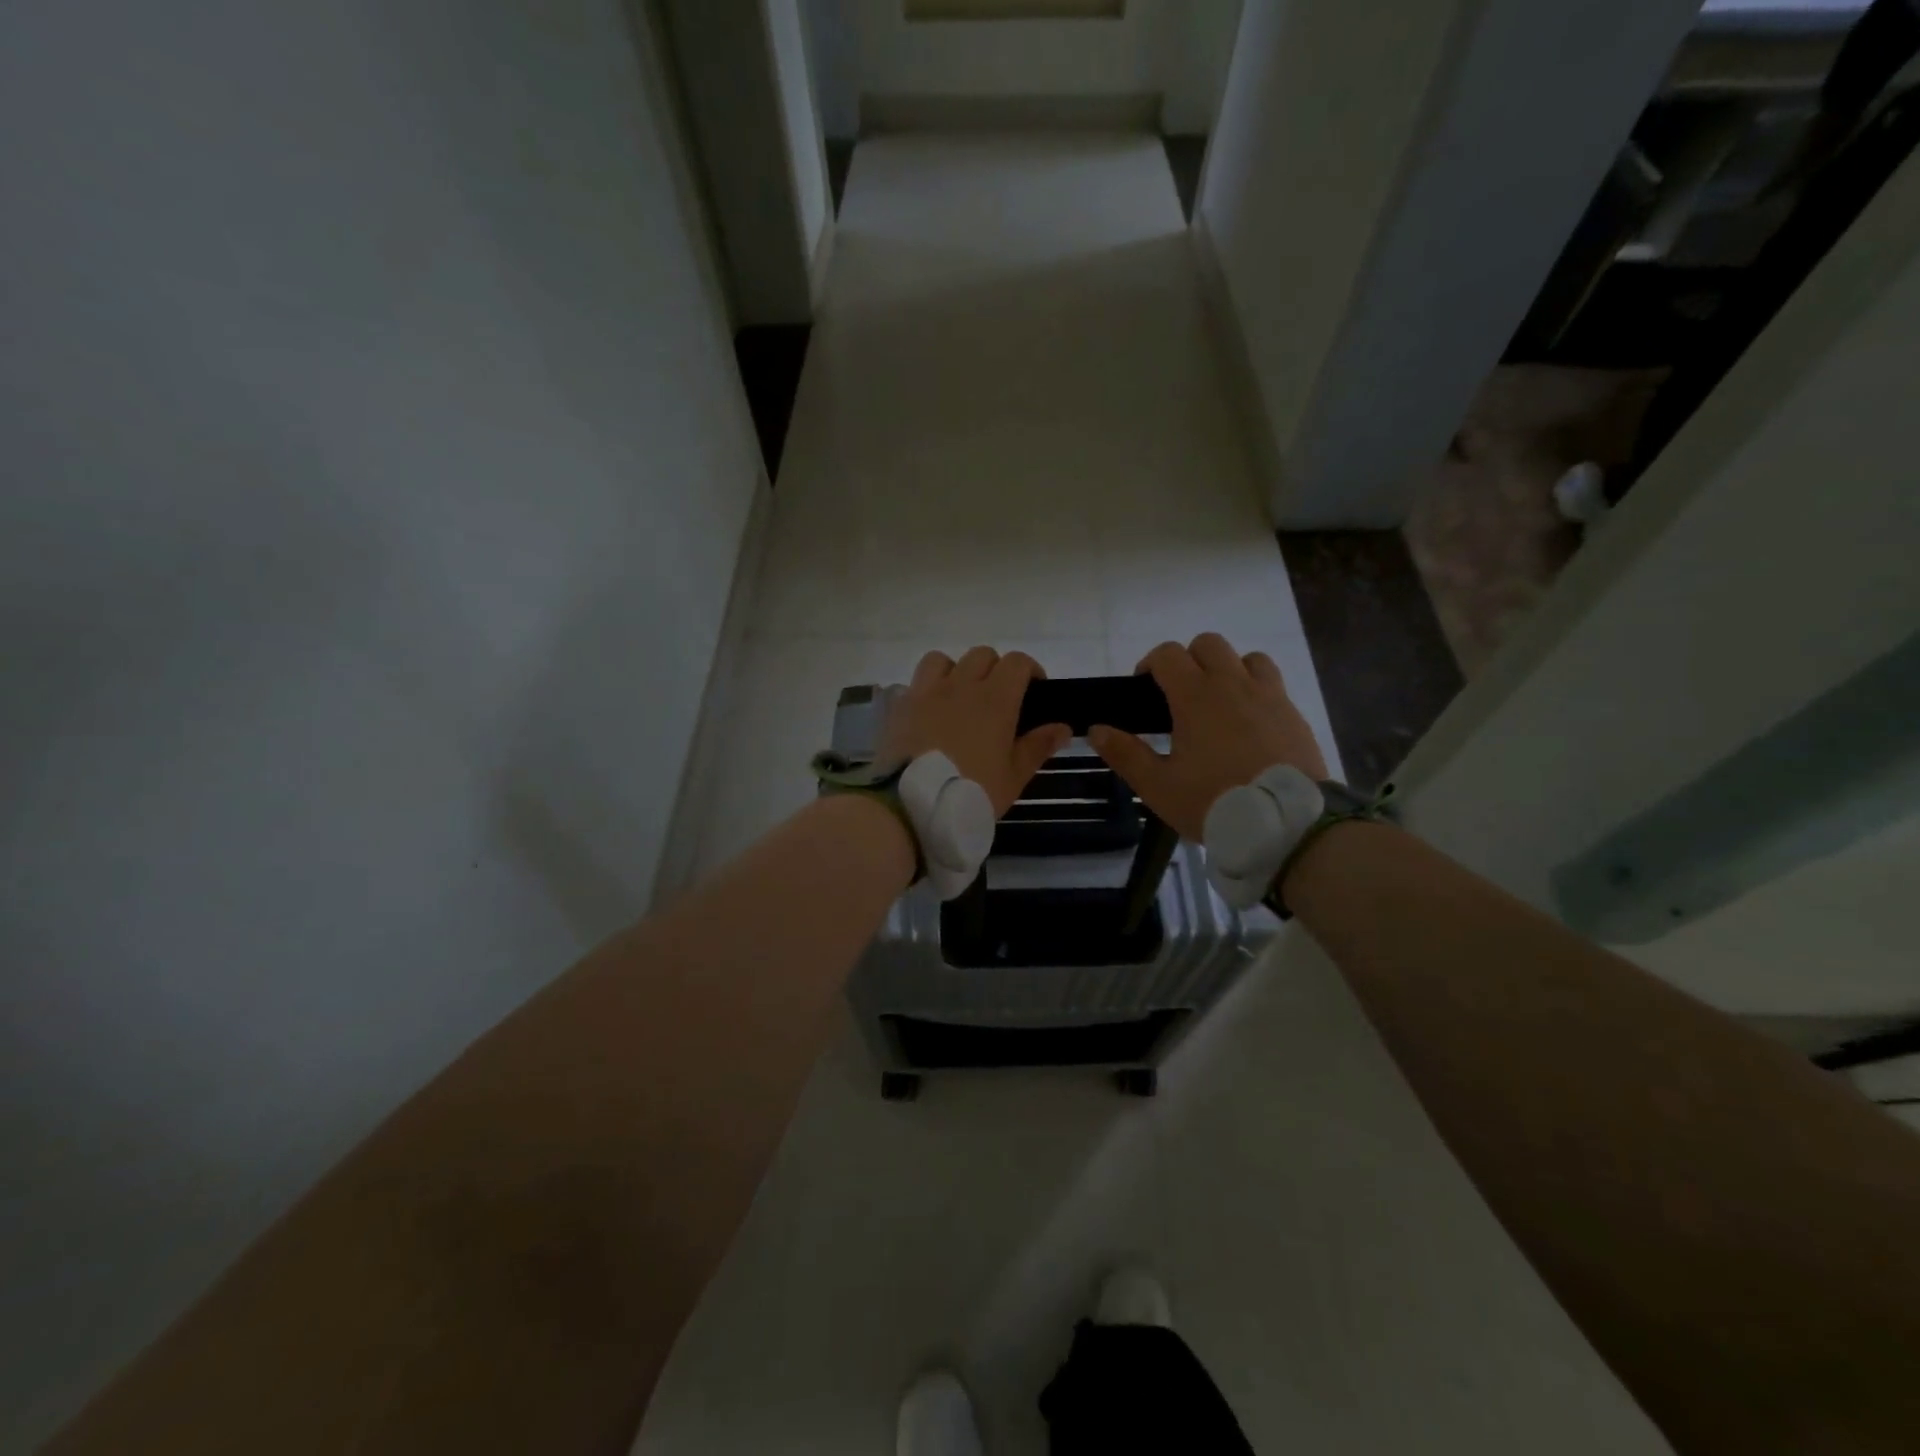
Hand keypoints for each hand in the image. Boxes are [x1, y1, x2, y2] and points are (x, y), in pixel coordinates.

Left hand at [880, 647, 1071, 815]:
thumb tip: (1063, 727)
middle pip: (982, 655)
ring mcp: (927, 692)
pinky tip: (930, 713)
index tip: (1034, 691)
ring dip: (956, 671)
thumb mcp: (1014, 776)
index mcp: (995, 700)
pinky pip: (916, 682)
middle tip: (998, 699)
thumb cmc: (972, 791)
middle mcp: (961, 685)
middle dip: (995, 669)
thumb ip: (1038, 746)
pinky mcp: (901, 705)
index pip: (1017, 662)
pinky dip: (927, 689)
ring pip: (944, 660)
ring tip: (959, 698)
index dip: (1030, 670)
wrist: (913, 804)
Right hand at [1088, 633, 1328, 840]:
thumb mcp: (1159, 787)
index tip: (1144, 689)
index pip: (1168, 654)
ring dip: (1228, 670)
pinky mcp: (1294, 714)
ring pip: (1247, 658)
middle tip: (1180, 696)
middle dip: (1189, 660)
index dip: (1151, 664)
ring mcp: (1269, 696)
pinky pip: (1273, 684)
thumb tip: (1096, 729)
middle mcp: (1233, 684)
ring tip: (1220, 704)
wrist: (1287, 824)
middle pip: (1208, 644)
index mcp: (1196, 697)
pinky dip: (1256, 691)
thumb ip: (1126, 754)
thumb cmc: (1214, 802)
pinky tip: (1250, 724)